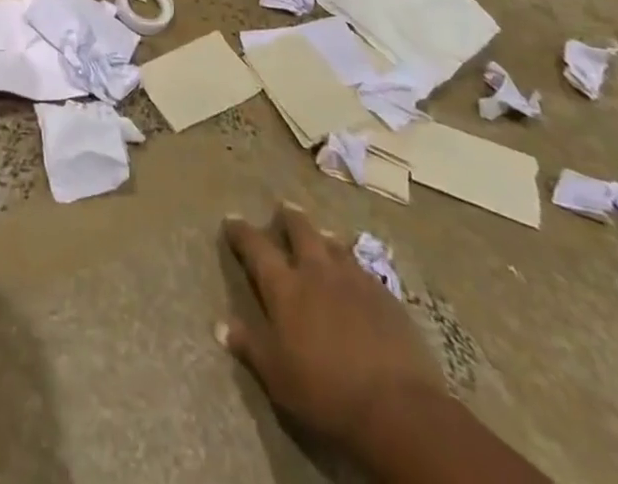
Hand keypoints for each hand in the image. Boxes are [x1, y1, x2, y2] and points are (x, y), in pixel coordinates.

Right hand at [219, 205, 442, 447]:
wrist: (398, 409)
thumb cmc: (326, 392)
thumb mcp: (277, 376)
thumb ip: (250, 346)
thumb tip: (220, 326)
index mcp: (284, 286)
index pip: (255, 247)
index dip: (241, 231)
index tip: (231, 219)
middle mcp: (316, 272)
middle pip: (300, 231)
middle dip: (288, 218)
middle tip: (283, 208)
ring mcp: (354, 281)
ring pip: (334, 245)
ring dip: (323, 238)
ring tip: (321, 235)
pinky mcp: (386, 298)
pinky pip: (364, 270)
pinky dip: (353, 265)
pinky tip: (356, 275)